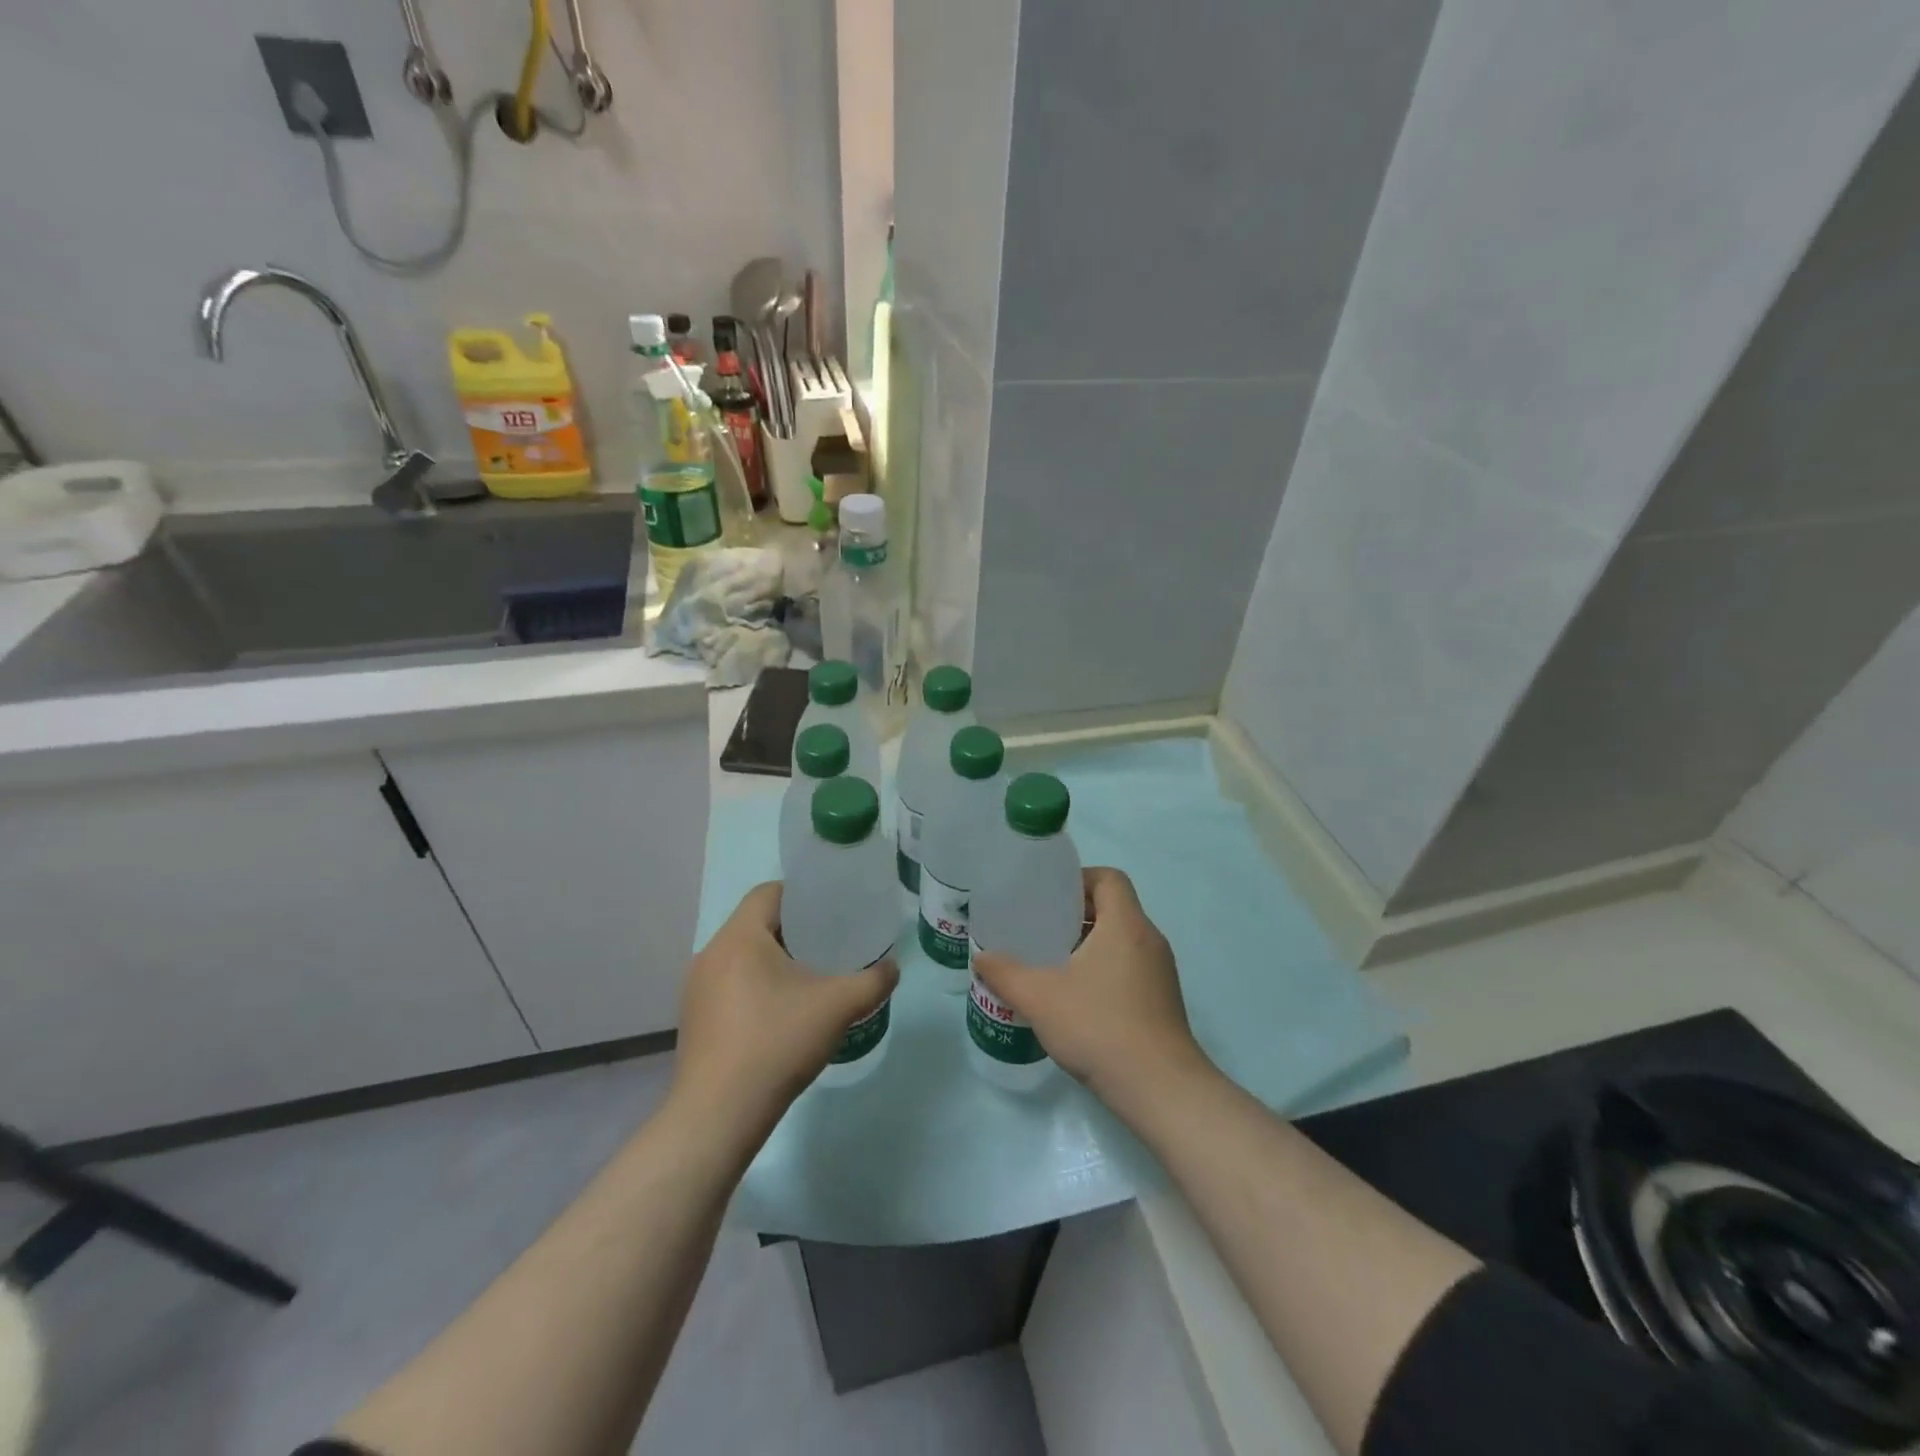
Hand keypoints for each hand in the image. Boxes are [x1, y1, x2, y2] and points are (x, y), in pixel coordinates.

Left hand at [669, 882, 897, 1144]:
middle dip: (794, 930)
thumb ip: (873, 981)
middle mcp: (711, 954)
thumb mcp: (838, 1007)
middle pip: (756, 924)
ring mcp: (696, 990)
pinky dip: (756, 987)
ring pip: (742, 957)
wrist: (718, 1117)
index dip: (802, 895)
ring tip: (809, 979)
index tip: (832, 911)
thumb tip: (892, 968)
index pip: (768, 892)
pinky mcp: (694, 1020)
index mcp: (739, 938)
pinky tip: (781, 1015)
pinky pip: (729, 985)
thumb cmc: (776, 1044)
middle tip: (830, 945)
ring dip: (774, 961)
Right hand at [972, 867, 1210, 1117]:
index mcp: (1126, 925)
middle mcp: (1149, 939)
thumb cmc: (1099, 1027)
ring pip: (1122, 940)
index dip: (1079, 879)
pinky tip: (1076, 998)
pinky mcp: (1163, 1000)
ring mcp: (1161, 972)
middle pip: (1114, 907)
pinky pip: (1130, 967)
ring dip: (1089, 944)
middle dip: (1077, 914)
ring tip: (1053, 963)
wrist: (1160, 1089)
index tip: (1049, 898)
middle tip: (1041, 929)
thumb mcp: (1039, 998)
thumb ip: (1005, 973)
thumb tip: (981, 957)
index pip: (1109, 878)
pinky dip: (1104, 969)